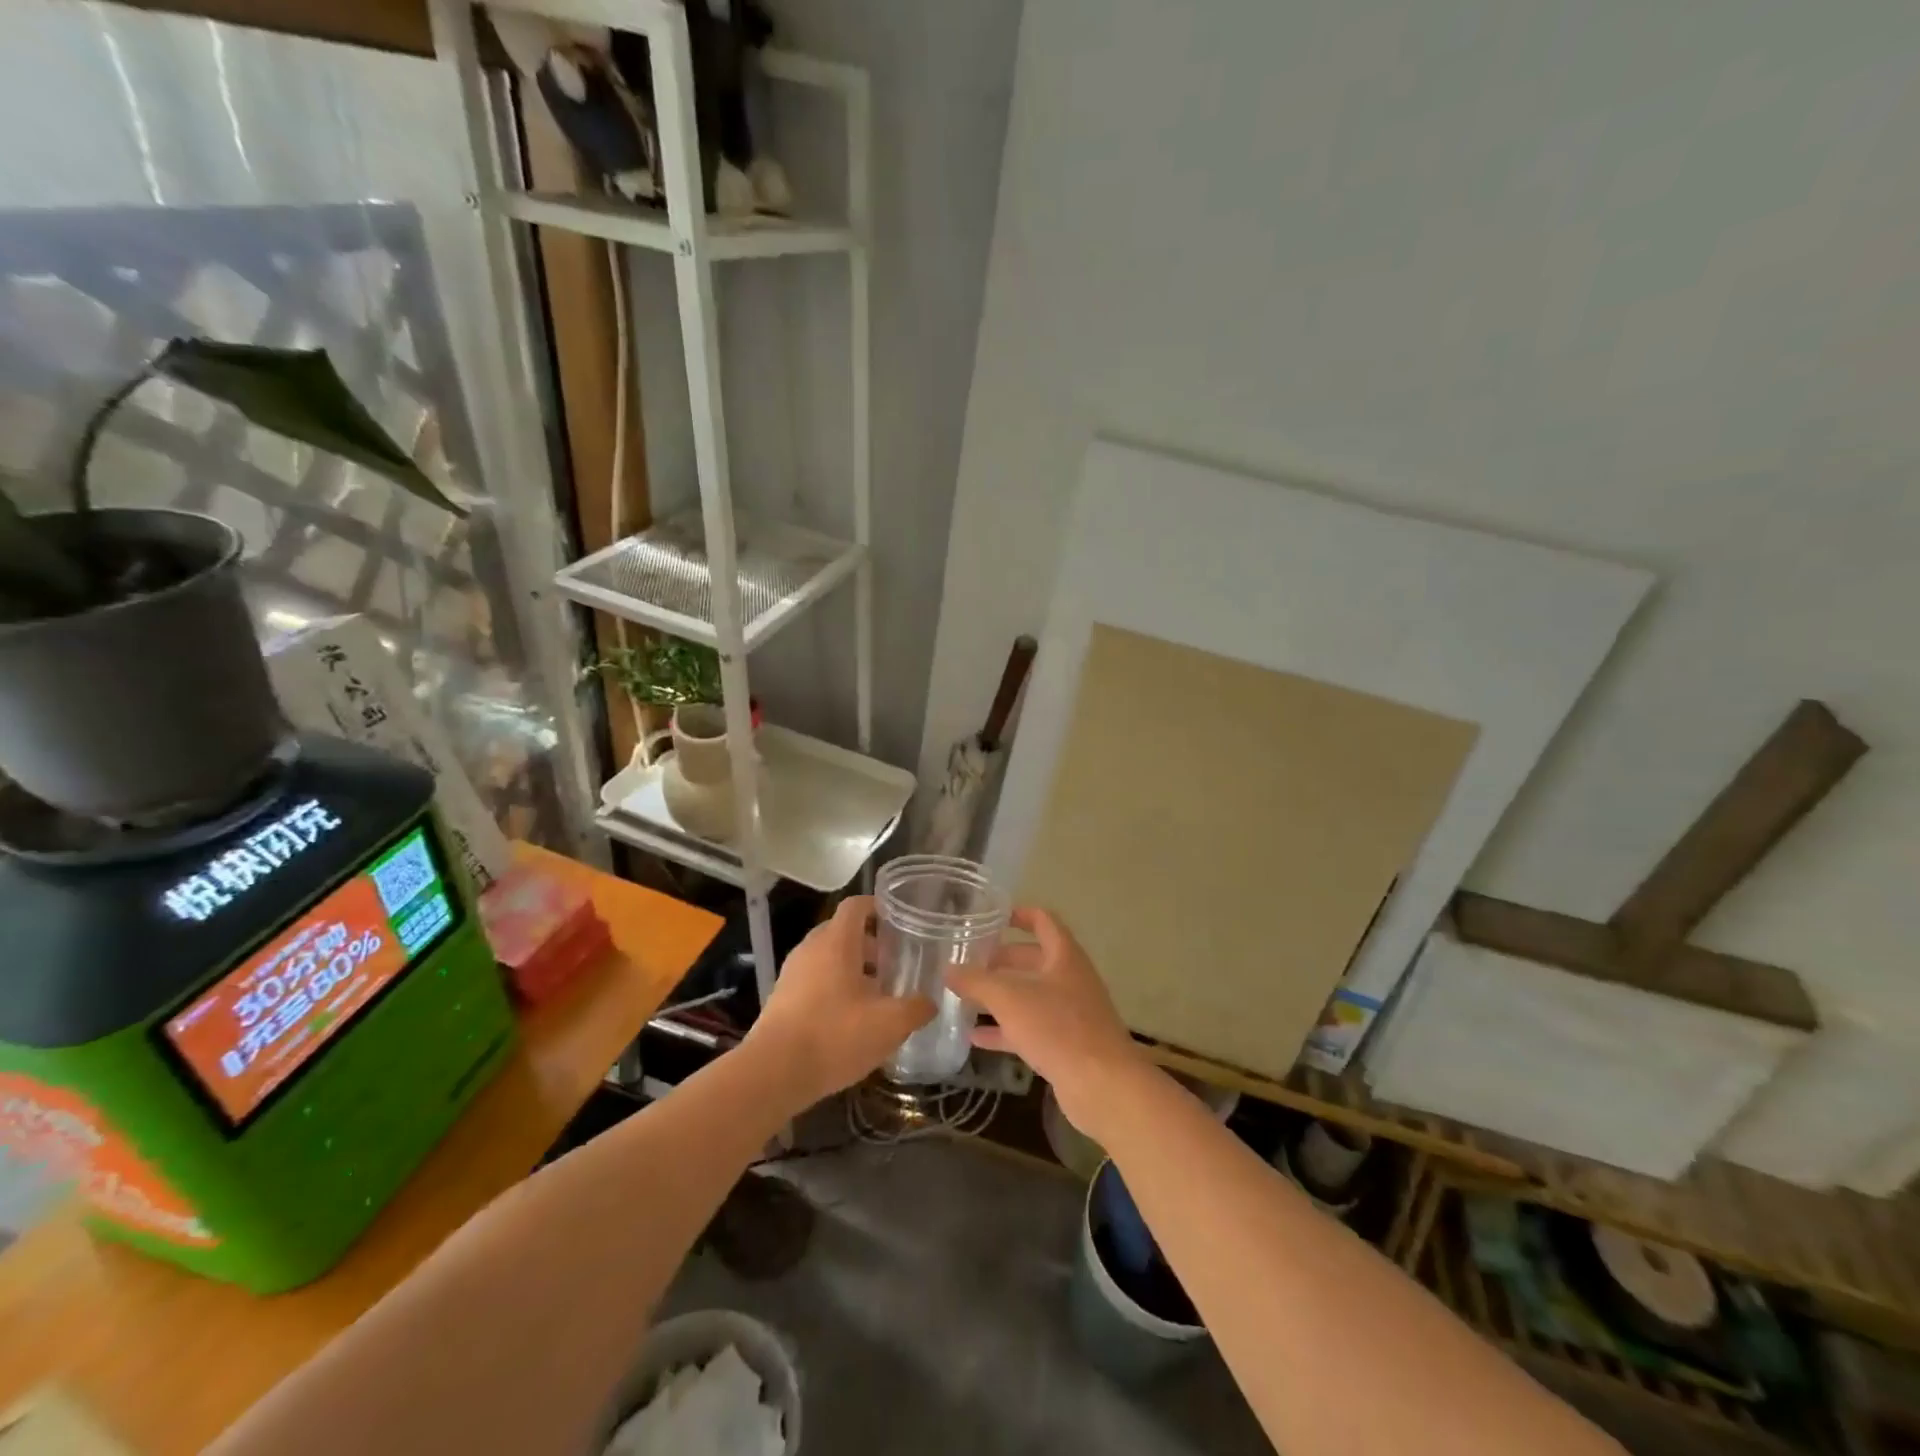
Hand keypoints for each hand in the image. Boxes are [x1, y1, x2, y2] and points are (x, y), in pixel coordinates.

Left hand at [743, 895, 933, 1109]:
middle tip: (895, 963)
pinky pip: (814, 980)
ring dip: (852, 968)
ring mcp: (792, 973)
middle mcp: (811, 948)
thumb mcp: (889, 1024)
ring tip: (877, 994)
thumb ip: (916, 1008)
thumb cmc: (835, 1036)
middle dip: (870, 943)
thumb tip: (930, 1001)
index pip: (856, 905)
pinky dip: (834, 987)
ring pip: (828, 957)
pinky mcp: (782, 998)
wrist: (773, 1073)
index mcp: (837, 941)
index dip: (878, 907)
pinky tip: (851, 1018)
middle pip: (842, 931)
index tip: (900, 921)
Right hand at [948, 908, 1149, 1137]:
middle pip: (1033, 959)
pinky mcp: (1065, 1044)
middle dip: (1001, 960)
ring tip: (965, 997)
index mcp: (1064, 956)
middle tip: (969, 962)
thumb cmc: (1058, 1028)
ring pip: (1030, 995)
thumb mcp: (1010, 999)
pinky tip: (976, 1038)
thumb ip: (976, 982)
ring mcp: (1070, 1013)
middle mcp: (1070, 979)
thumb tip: (947, 968)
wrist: (1103, 1085)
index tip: (991, 917)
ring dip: (1000, 996)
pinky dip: (1005, 1030)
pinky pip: (1030, 1028)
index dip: (1019, 914)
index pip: (1043, 921)